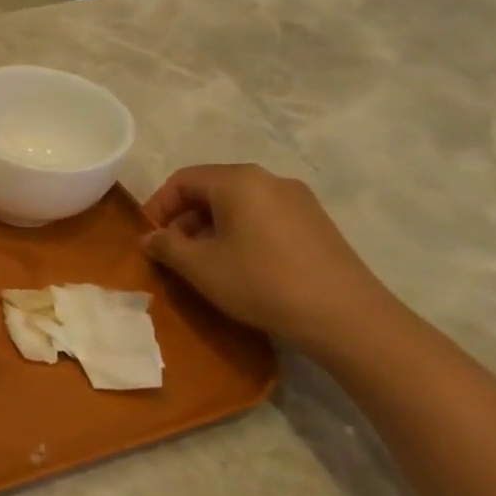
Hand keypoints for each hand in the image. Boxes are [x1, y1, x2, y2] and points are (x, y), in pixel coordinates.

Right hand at [141, 164, 395, 350]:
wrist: (346, 317)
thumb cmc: (260, 282)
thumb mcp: (198, 266)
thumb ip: (165, 246)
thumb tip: (149, 238)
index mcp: (237, 181)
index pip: (182, 180)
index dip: (157, 206)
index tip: (150, 238)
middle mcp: (269, 179)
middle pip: (211, 188)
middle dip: (185, 218)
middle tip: (174, 252)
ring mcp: (298, 200)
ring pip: (238, 204)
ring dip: (212, 227)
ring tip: (206, 262)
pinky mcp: (316, 223)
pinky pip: (264, 216)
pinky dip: (241, 233)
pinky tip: (242, 266)